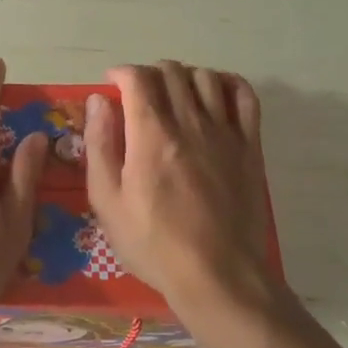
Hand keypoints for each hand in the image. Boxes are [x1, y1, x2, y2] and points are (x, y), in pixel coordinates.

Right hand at [85, 61, 272, 309]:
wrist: (217, 274)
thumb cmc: (153, 243)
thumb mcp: (107, 202)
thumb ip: (100, 145)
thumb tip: (98, 102)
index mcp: (151, 135)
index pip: (138, 79)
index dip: (121, 73)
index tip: (111, 84)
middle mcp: (190, 122)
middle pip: (171, 72)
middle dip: (149, 73)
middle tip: (138, 94)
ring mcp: (224, 132)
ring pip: (205, 78)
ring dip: (183, 76)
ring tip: (173, 94)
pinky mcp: (249, 146)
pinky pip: (244, 97)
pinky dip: (227, 83)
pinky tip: (214, 93)